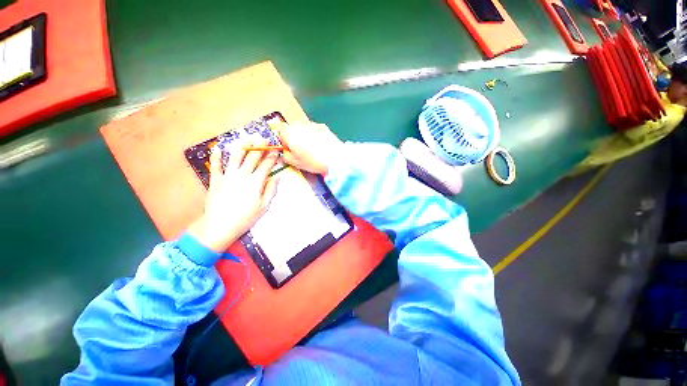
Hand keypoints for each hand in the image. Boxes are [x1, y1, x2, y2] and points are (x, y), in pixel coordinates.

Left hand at [188, 142, 279, 251]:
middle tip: (263, 138)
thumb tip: (278, 177)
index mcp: (255, 182)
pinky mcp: (215, 180)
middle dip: (259, 147)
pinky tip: (217, 149)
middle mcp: (242, 175)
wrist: (220, 225)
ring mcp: (227, 176)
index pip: (266, 165)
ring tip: (247, 138)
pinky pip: (215, 165)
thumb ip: (271, 190)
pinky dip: (216, 157)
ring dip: (242, 146)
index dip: (271, 157)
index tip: (275, 151)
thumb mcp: (264, 206)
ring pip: (236, 157)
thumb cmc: (246, 217)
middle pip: (252, 157)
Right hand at [277, 122, 343, 174]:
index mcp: (289, 133)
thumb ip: (286, 155)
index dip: (283, 139)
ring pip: (303, 127)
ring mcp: (312, 124)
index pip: (280, 130)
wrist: (335, 158)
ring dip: (304, 134)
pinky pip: (314, 128)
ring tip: (311, 147)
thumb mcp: (295, 163)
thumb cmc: (313, 161)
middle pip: (291, 127)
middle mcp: (299, 125)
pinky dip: (314, 134)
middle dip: (293, 136)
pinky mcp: (323, 126)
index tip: (288, 147)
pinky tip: (320, 144)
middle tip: (299, 149)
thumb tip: (285, 152)